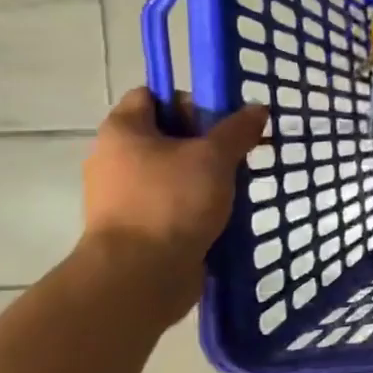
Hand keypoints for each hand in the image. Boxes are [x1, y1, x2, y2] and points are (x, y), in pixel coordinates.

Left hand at [80, 90, 267, 306]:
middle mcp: (115, 158)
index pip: (152, 95)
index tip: (222, 120)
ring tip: (237, 185)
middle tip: (238, 152)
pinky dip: (196, 203)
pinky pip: (171, 202)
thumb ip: (238, 130)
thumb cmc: (171, 203)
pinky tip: (224, 212)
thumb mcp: (214, 157)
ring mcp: (123, 195)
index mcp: (123, 131)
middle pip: (166, 134)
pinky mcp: (137, 226)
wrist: (139, 276)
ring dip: (205, 175)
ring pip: (173, 171)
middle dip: (205, 141)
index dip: (189, 100)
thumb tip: (257, 108)